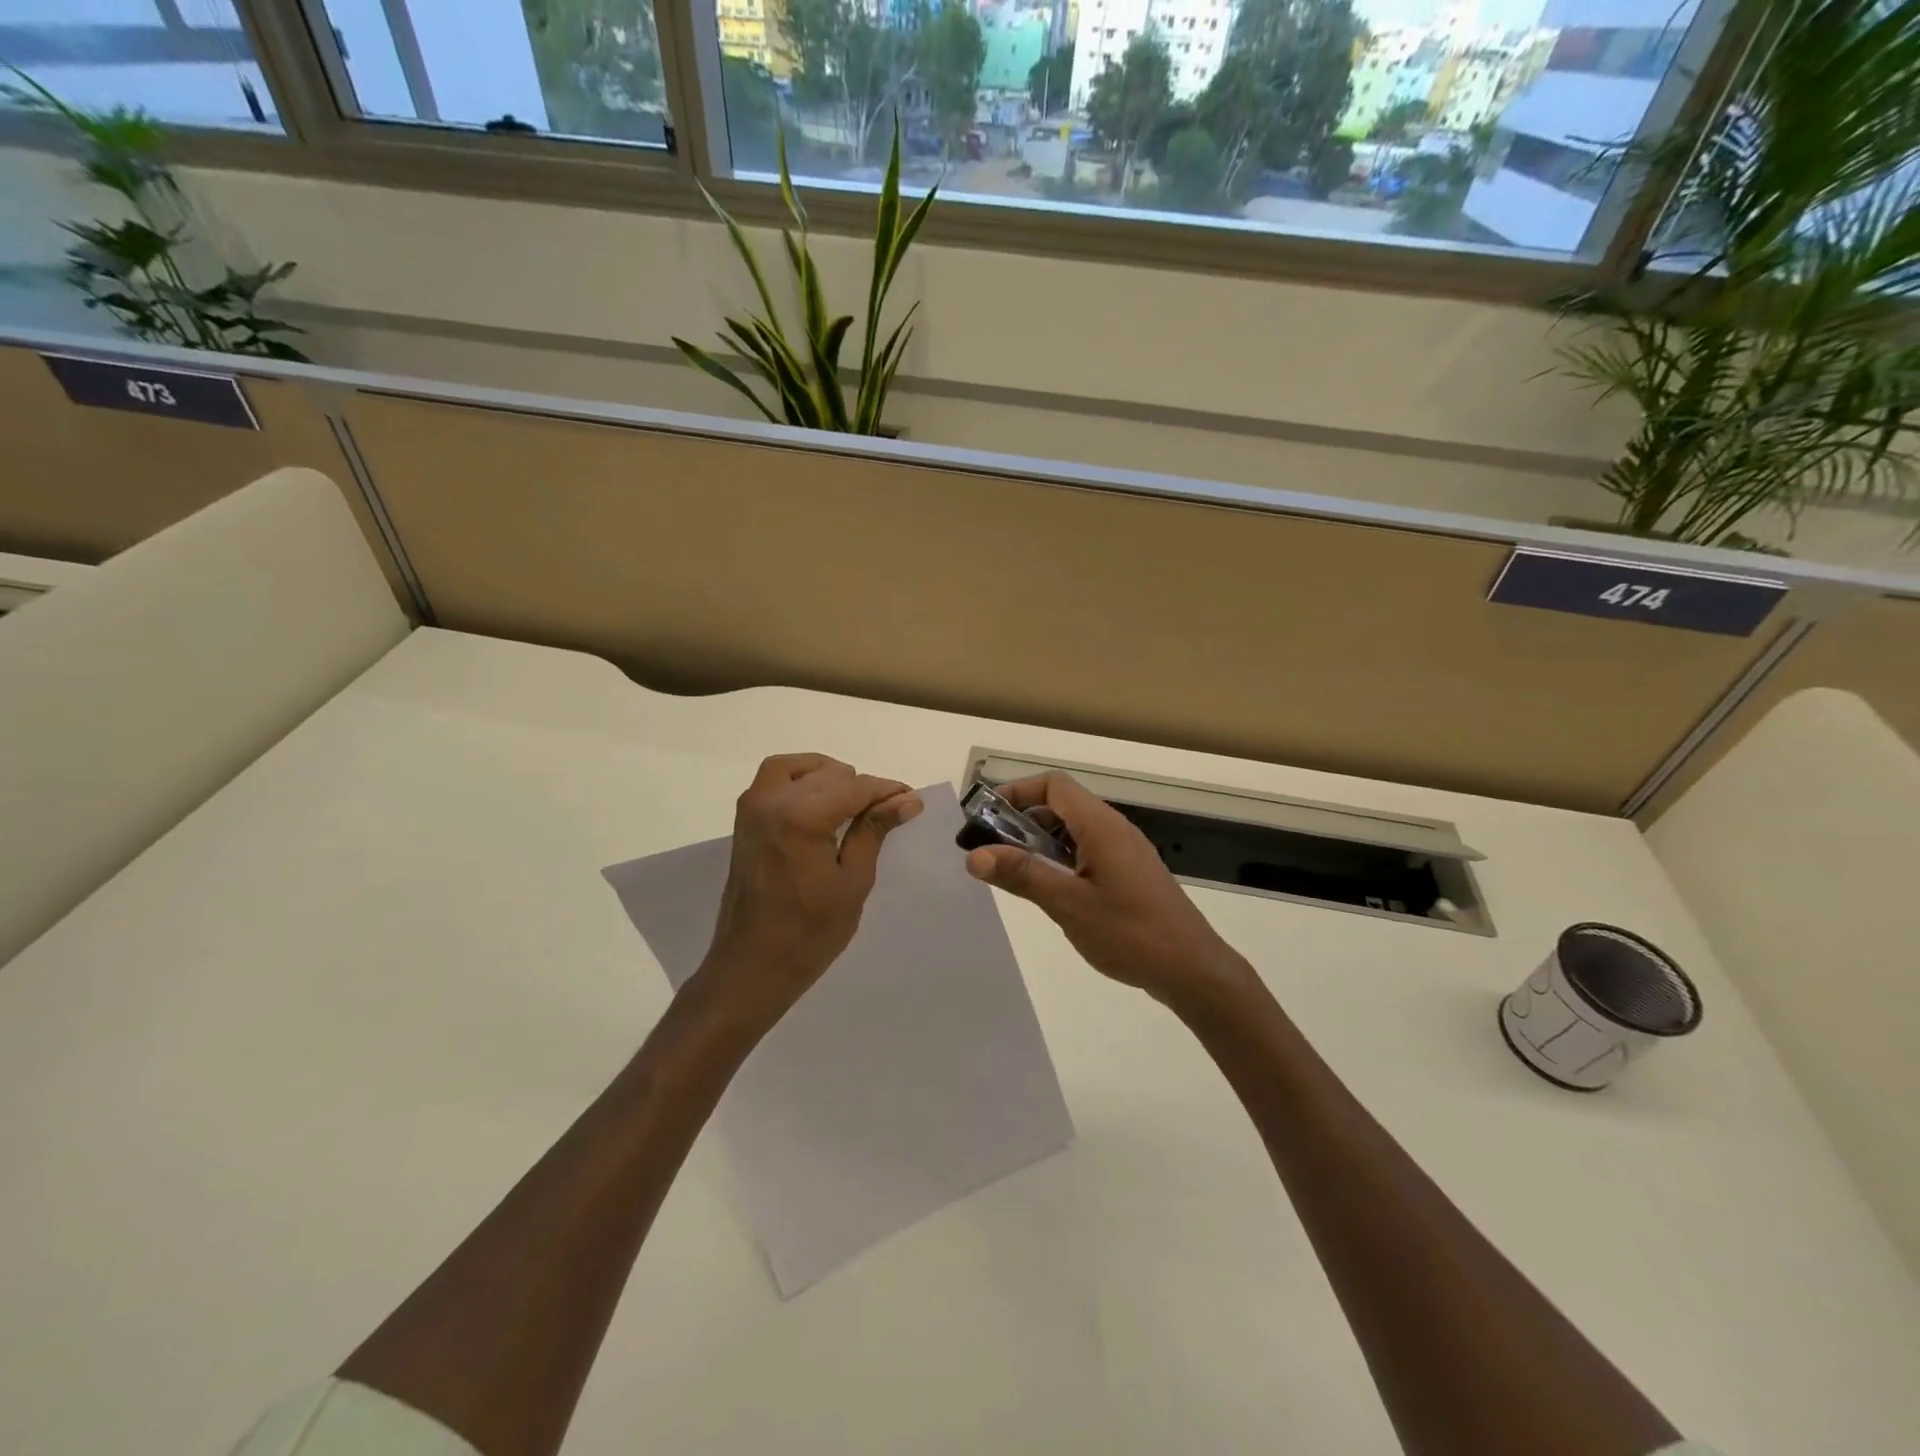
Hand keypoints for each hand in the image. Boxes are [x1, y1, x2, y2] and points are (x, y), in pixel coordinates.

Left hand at [700, 754, 922, 1016]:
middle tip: (888, 811)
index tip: (912, 800)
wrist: (751, 967)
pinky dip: (799, 780)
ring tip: (853, 802)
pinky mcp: (744, 821)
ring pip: (796, 768)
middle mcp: (772, 802)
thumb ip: (874, 831)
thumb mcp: (853, 882)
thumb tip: (906, 799)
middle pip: (828, 775)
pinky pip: (772, 780)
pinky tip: (820, 805)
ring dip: (827, 776)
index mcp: (801, 817)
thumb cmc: (809, 933)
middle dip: (861, 787)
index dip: (887, 791)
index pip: (855, 787)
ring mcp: (752, 809)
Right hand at [963, 773, 1255, 1009]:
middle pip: (1061, 806)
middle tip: (990, 850)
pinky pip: (1088, 853)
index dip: (1016, 792)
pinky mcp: (1130, 875)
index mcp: (1101, 826)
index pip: (1053, 786)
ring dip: (1040, 843)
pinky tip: (1048, 891)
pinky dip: (1061, 860)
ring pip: (1074, 831)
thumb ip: (1022, 875)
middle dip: (1022, 821)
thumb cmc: (1130, 933)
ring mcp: (1125, 853)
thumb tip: (974, 854)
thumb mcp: (1068, 904)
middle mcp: (1114, 830)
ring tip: (1012, 872)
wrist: (1192, 970)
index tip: (985, 817)